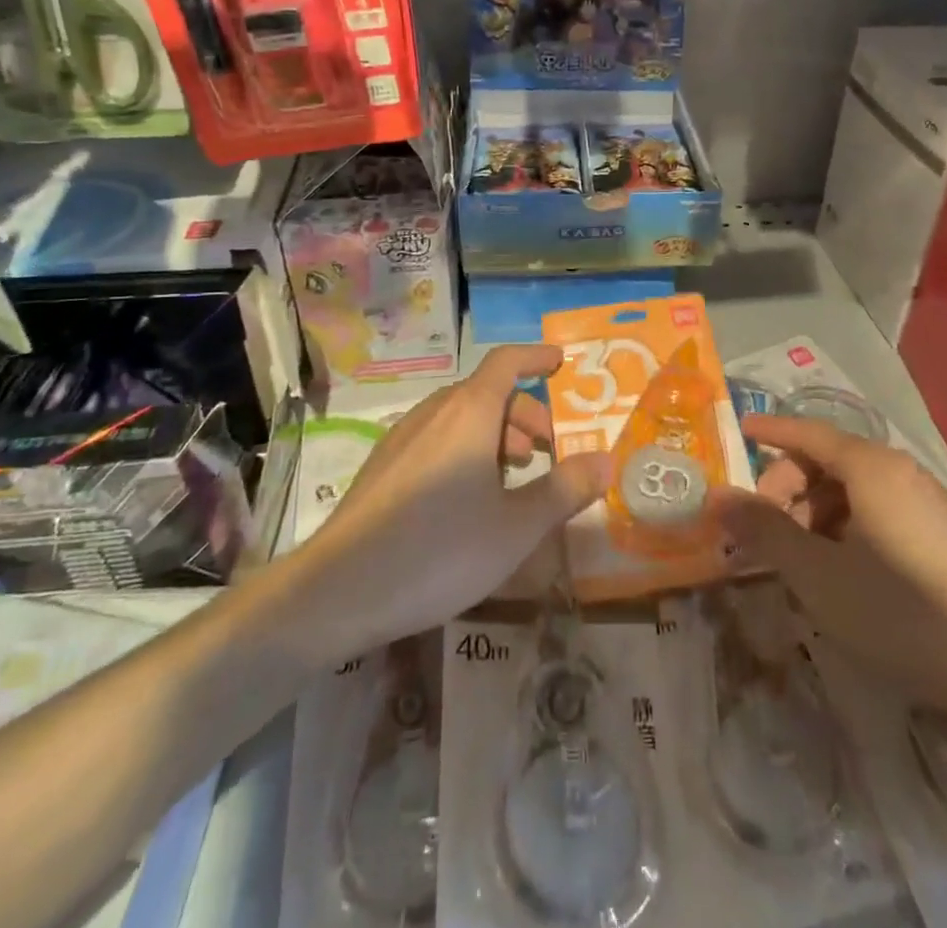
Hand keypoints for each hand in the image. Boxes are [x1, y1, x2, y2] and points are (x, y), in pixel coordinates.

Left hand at [284, 345, 612, 661]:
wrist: (339, 589)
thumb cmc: (440, 550)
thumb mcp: (516, 527)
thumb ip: (564, 489)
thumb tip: (607, 459)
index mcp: (469, 414)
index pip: (506, 362)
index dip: (536, 357)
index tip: (561, 362)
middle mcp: (434, 414)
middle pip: (486, 392)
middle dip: (524, 412)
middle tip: (547, 449)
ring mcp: (402, 439)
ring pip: (459, 417)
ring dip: (494, 433)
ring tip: (513, 475)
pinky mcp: (383, 467)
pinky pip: (435, 439)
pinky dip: (465, 449)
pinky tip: (468, 498)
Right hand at [713, 414, 946, 736]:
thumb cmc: (903, 612)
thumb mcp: (818, 576)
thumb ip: (764, 531)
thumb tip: (717, 496)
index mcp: (870, 468)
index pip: (808, 432)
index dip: (770, 432)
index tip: (739, 433)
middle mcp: (899, 472)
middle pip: (827, 461)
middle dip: (788, 488)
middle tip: (764, 530)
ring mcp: (926, 502)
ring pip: (852, 488)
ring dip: (815, 512)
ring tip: (798, 558)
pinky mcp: (942, 534)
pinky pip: (878, 510)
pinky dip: (845, 526)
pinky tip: (839, 570)